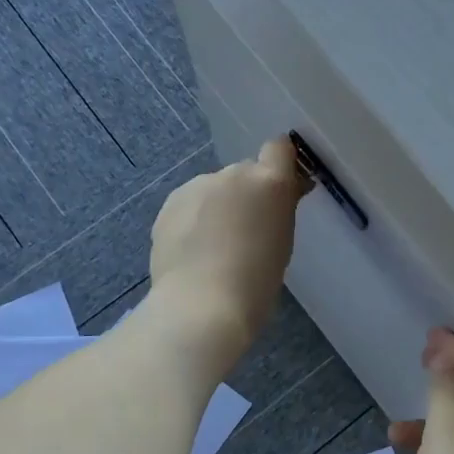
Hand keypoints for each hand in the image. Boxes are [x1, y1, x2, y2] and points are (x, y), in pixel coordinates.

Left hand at [148, 137, 308, 366]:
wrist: (201, 304)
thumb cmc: (257, 281)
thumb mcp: (283, 241)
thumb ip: (280, 208)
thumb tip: (284, 192)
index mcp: (268, 181)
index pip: (279, 148)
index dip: (281, 163)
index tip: (283, 187)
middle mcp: (232, 174)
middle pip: (245, 173)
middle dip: (248, 194)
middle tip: (248, 232)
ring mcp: (196, 186)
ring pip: (214, 189)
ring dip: (218, 207)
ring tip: (215, 247)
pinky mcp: (169, 205)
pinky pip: (189, 206)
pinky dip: (194, 221)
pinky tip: (193, 252)